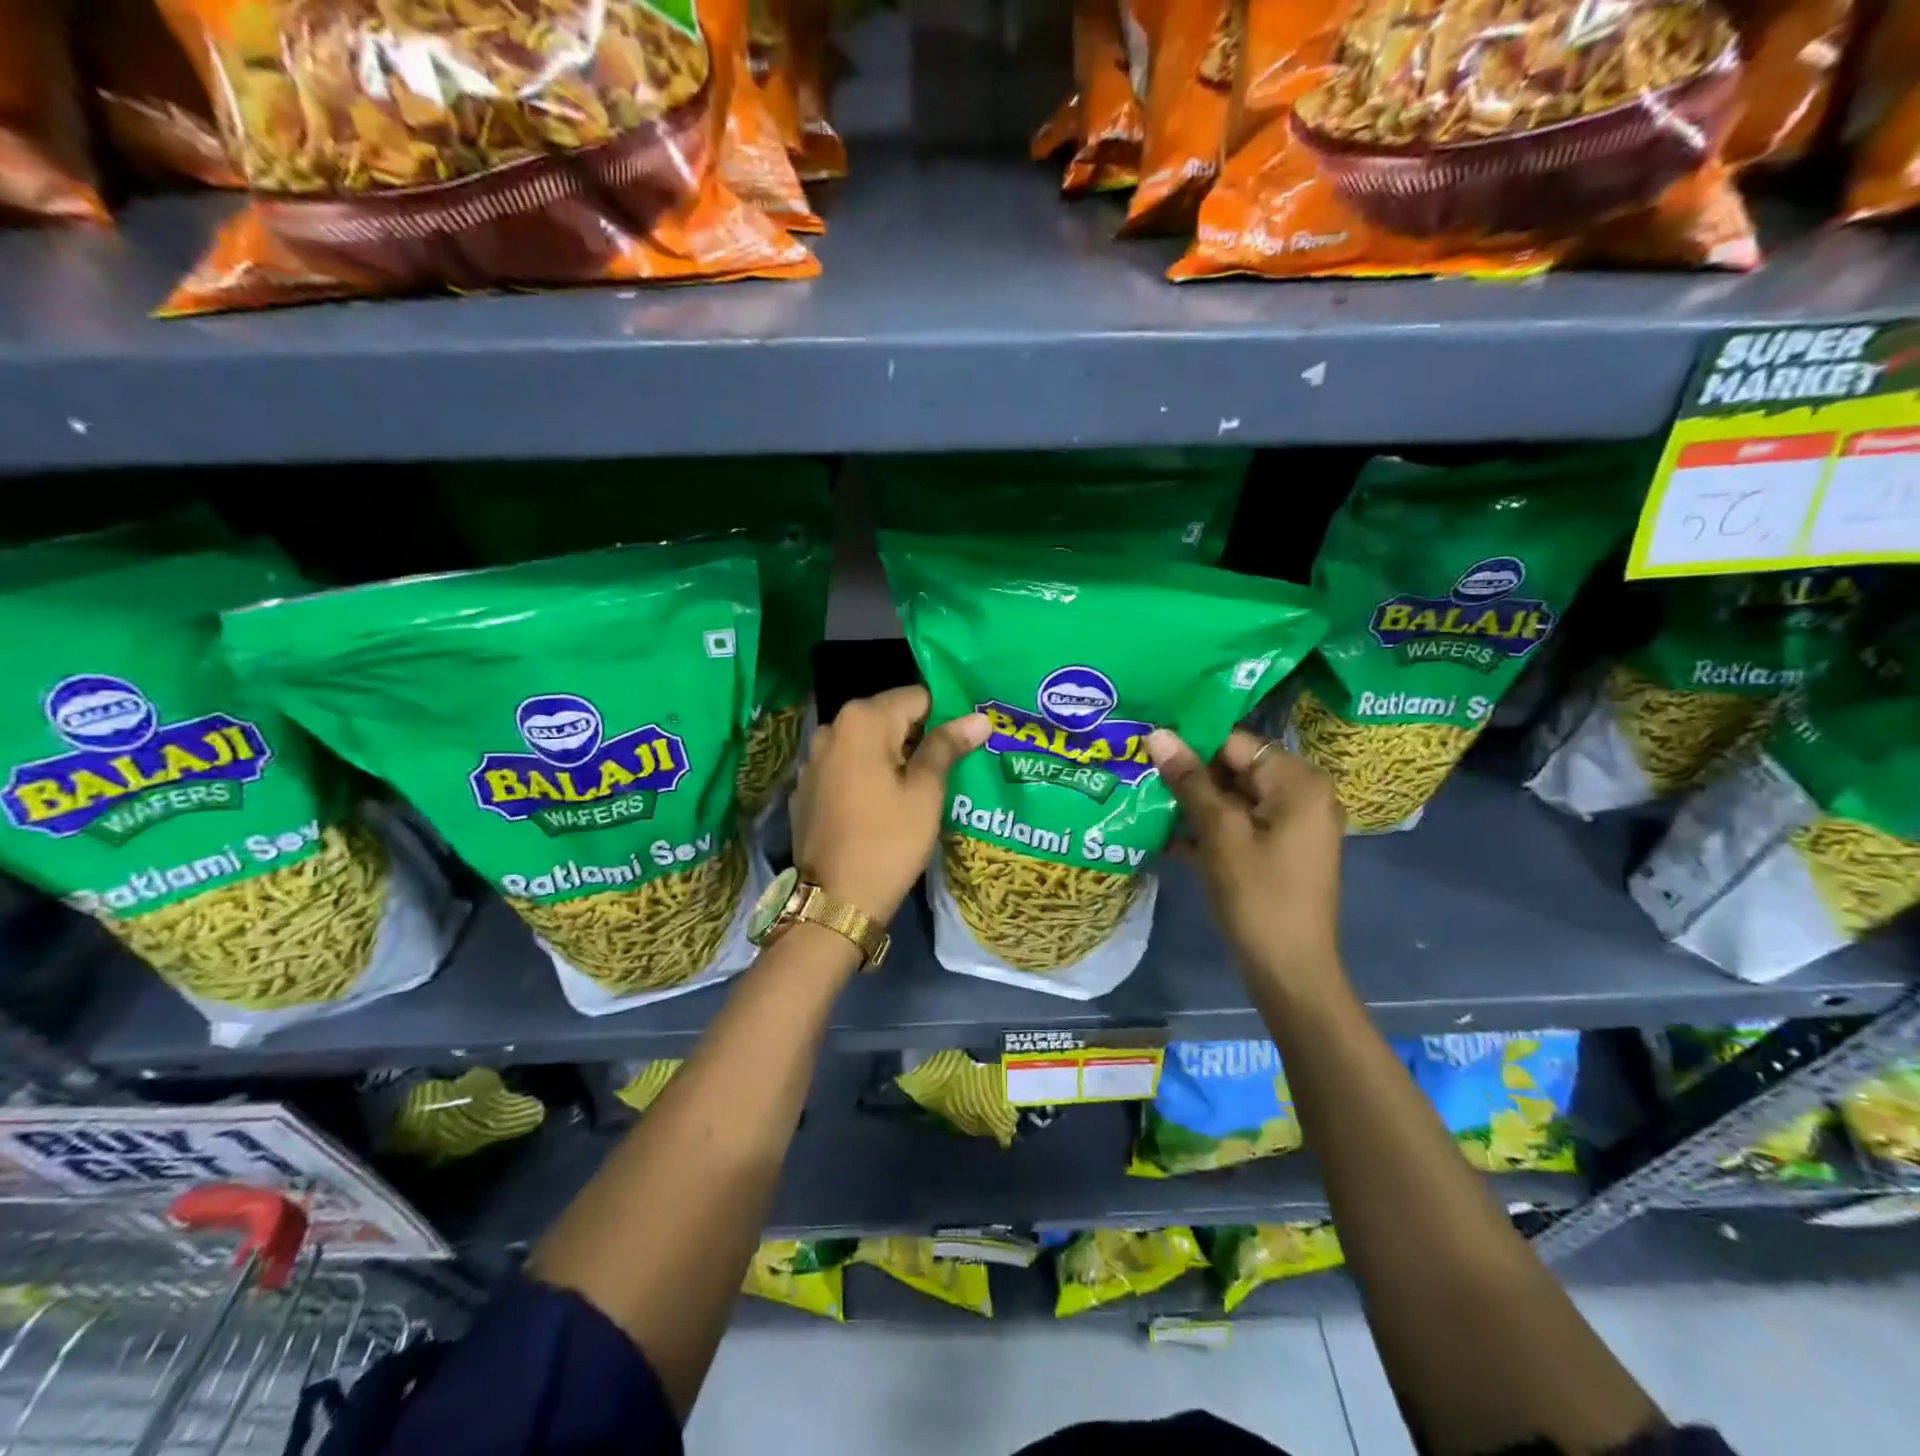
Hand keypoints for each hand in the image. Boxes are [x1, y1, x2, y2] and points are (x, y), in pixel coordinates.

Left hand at [790, 686, 989, 923]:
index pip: (917, 697)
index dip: (946, 715)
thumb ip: (947, 746)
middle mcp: (831, 729)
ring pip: (866, 744)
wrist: (835, 900)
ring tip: (920, 786)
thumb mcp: (926, 792)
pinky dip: (867, 776)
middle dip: (919, 736)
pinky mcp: (806, 788)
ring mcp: (812, 760)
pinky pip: (846, 768)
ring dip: (893, 757)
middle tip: (950, 766)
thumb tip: (979, 718)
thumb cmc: (889, 841)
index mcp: (862, 721)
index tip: (966, 742)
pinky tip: (882, 805)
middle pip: (889, 718)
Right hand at [1146, 727, 1346, 990]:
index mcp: (1298, 782)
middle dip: (1188, 773)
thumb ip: (1189, 780)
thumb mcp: (1219, 833)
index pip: (1235, 743)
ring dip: (1192, 802)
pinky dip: (1208, 828)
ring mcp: (1291, 825)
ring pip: (1233, 798)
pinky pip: (1239, 825)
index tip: (1146, 744)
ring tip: (1142, 796)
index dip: (1190, 742)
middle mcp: (1302, 795)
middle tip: (1138, 769)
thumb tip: (1157, 733)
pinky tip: (1163, 833)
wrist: (1289, 971)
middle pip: (1235, 769)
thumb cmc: (1257, 895)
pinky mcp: (1278, 850)